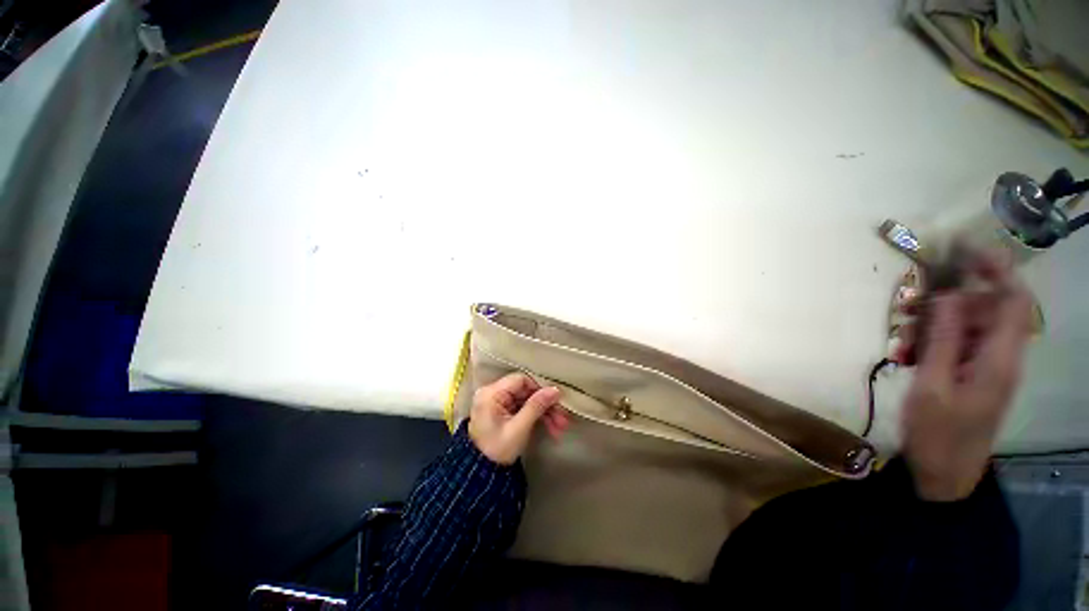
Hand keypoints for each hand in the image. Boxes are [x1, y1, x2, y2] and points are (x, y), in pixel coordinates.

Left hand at [468, 373, 569, 464]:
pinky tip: (551, 428)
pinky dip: (537, 417)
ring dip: (544, 412)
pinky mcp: (503, 411)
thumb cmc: (497, 451)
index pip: (521, 380)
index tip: (555, 400)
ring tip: (560, 427)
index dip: (539, 388)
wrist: (482, 475)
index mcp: (491, 394)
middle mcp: (493, 393)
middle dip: (545, 404)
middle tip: (563, 418)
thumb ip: (536, 406)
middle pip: (526, 391)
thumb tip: (555, 390)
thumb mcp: (518, 429)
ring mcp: (498, 402)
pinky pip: (523, 408)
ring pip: (527, 400)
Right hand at [897, 249, 1032, 500]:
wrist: (945, 474)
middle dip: (946, 302)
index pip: (1012, 300)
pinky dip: (930, 342)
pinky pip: (955, 345)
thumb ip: (943, 339)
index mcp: (998, 358)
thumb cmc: (939, 434)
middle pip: (983, 310)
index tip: (964, 250)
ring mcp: (986, 366)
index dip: (995, 270)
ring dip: (932, 324)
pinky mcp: (972, 374)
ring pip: (965, 326)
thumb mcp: (933, 387)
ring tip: (901, 339)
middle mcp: (999, 356)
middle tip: (906, 308)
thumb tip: (947, 296)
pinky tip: (906, 354)